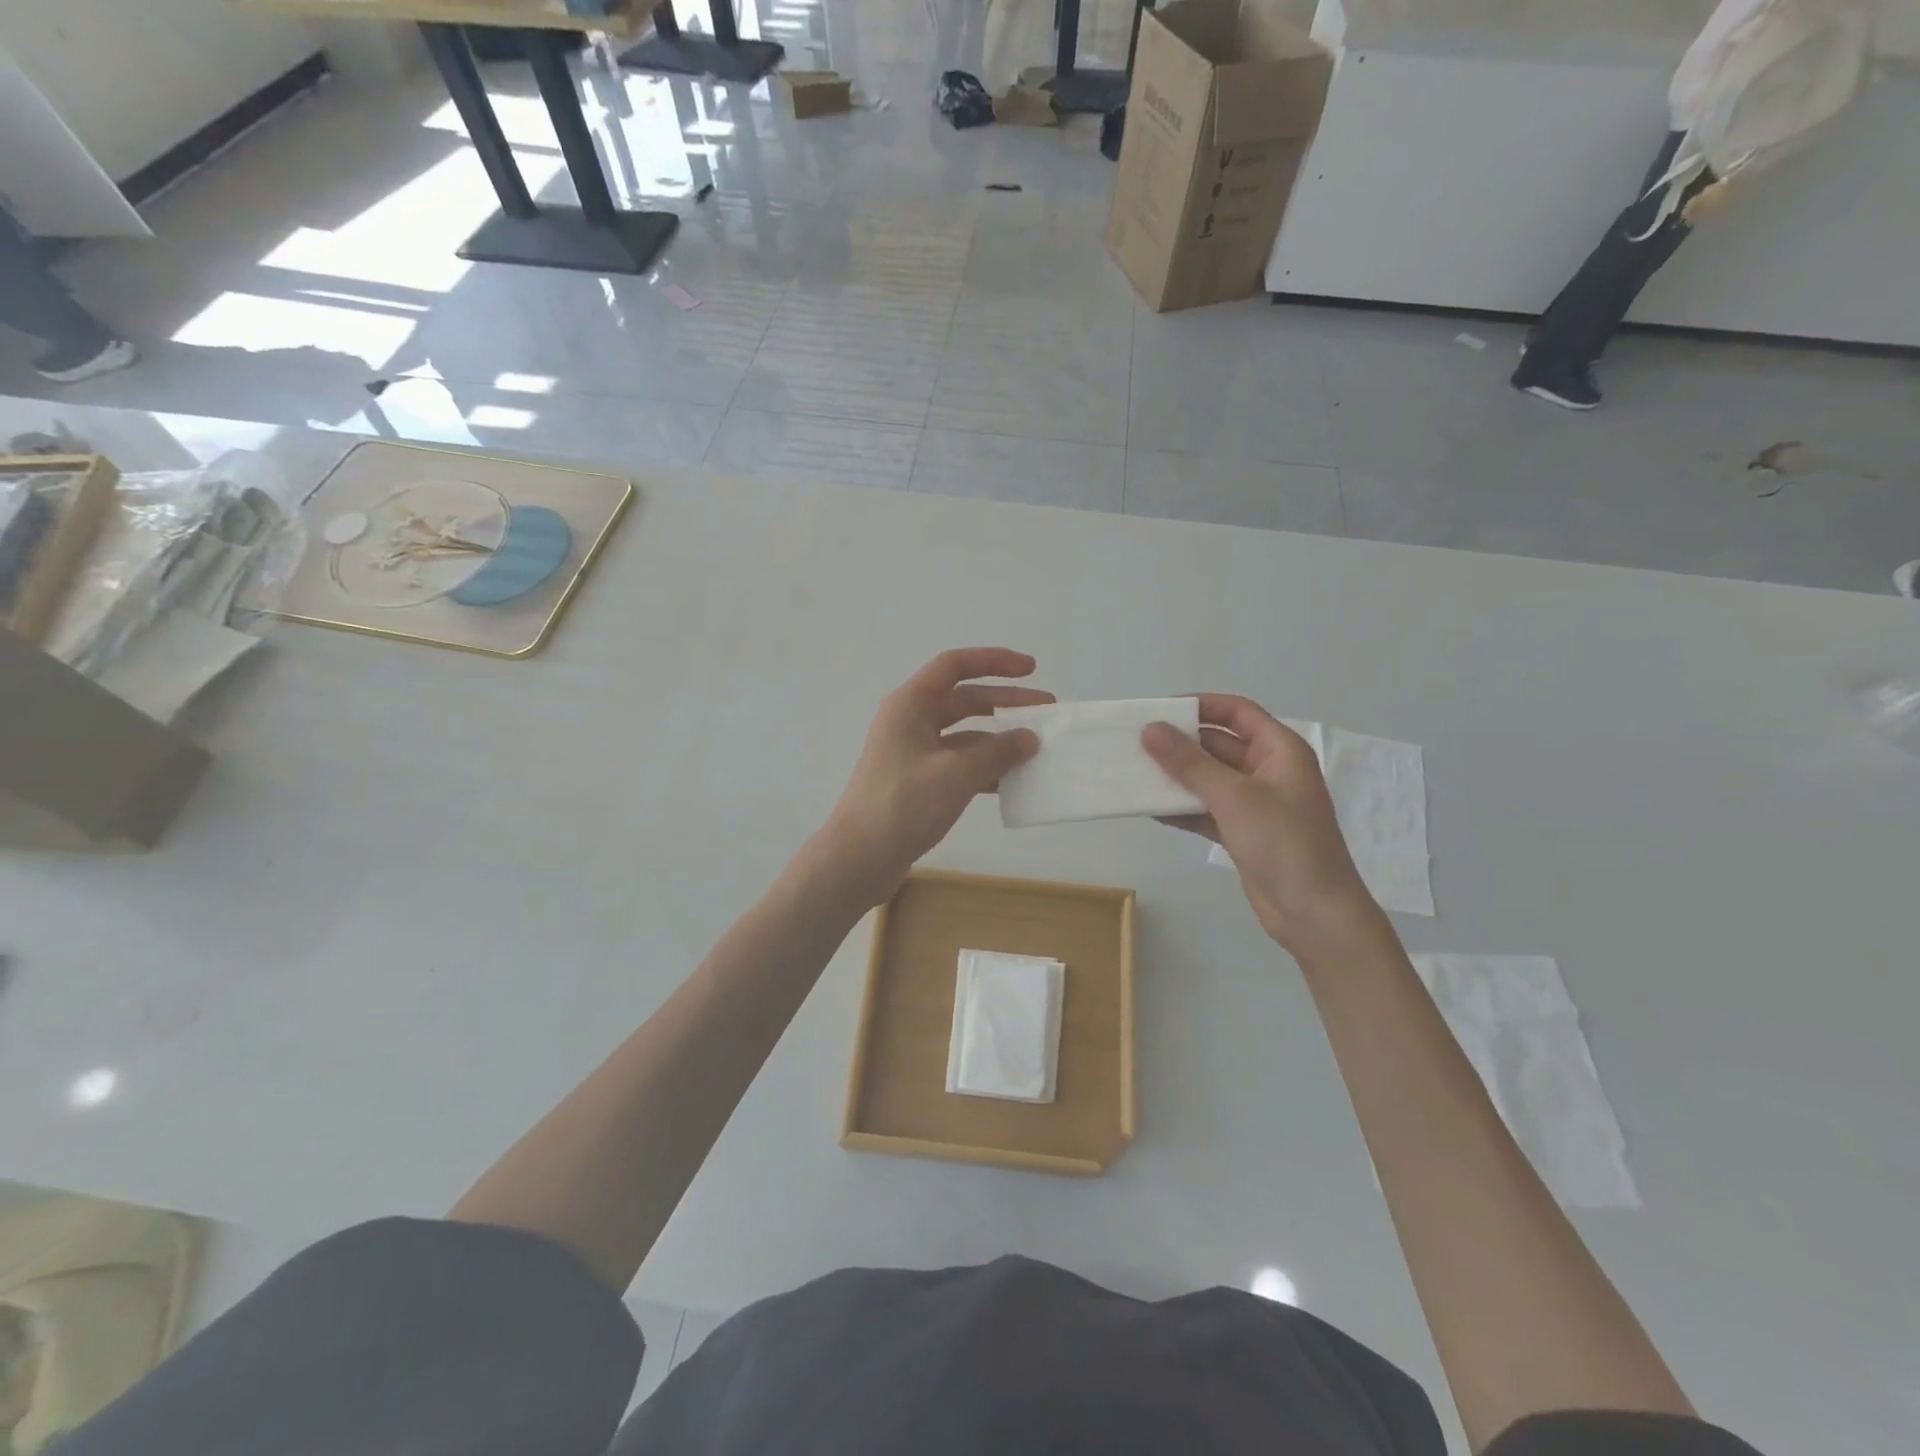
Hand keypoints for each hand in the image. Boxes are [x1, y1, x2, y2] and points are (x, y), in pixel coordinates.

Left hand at [821, 648, 1048, 903]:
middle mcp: (910, 721)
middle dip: (1005, 702)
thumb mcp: (957, 774)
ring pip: (963, 734)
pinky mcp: (917, 782)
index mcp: (910, 705)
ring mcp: (912, 753)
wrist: (859, 858)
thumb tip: (1029, 738)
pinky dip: (984, 767)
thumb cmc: (904, 805)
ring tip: (1035, 750)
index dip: (994, 661)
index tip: (1032, 669)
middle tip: (1046, 711)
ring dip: (998, 739)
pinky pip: (957, 763)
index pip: (955, 665)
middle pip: (963, 699)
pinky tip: (1011, 782)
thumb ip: (998, 752)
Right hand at [1142, 695, 1376, 953]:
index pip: (1236, 712)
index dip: (1199, 705)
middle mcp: (1267, 770)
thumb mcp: (1234, 797)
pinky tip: (1151, 810)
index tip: (1158, 711)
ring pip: (1208, 779)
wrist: (1314, 914)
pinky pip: (1206, 809)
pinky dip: (1182, 809)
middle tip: (1135, 744)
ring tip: (1134, 774)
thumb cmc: (1283, 843)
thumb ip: (1189, 762)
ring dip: (1176, 777)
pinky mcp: (1242, 832)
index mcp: (1279, 750)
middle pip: (1218, 744)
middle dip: (1179, 744)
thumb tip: (1150, 729)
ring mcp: (1255, 804)